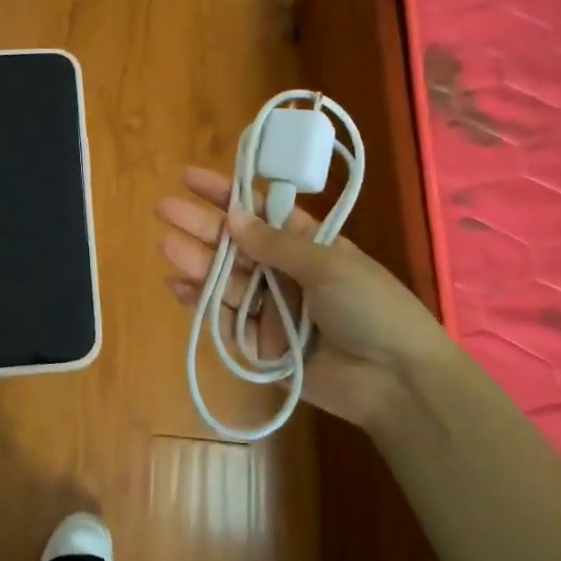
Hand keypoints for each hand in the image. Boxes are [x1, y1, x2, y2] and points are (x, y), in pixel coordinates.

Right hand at [156, 166, 453, 431]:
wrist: (396, 381)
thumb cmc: (371, 307)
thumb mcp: (328, 264)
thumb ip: (276, 245)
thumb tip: (233, 217)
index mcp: (308, 244)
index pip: (261, 210)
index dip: (227, 193)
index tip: (190, 179)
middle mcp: (286, 272)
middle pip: (236, 244)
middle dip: (201, 226)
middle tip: (164, 209)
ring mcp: (272, 308)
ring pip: (226, 279)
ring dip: (197, 262)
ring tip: (167, 246)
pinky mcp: (261, 345)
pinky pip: (225, 319)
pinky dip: (201, 302)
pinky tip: (177, 285)